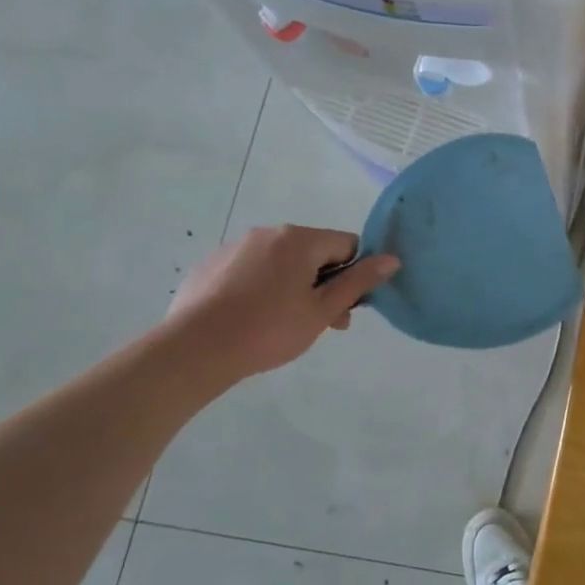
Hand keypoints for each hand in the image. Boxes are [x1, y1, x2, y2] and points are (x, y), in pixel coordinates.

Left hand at [165, 225, 399, 380]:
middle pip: (314, 253)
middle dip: (325, 284)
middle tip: (322, 323)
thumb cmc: (269, 330)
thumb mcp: (322, 310)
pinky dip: (262, 289)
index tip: (345, 306)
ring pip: (283, 263)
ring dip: (295, 287)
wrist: (193, 350)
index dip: (355, 274)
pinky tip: (253, 319)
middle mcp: (267, 233)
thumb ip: (359, 282)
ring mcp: (235, 247)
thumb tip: (392, 259)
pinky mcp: (211, 266)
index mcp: (299, 240)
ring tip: (286, 325)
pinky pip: (252, 271)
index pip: (347, 244)